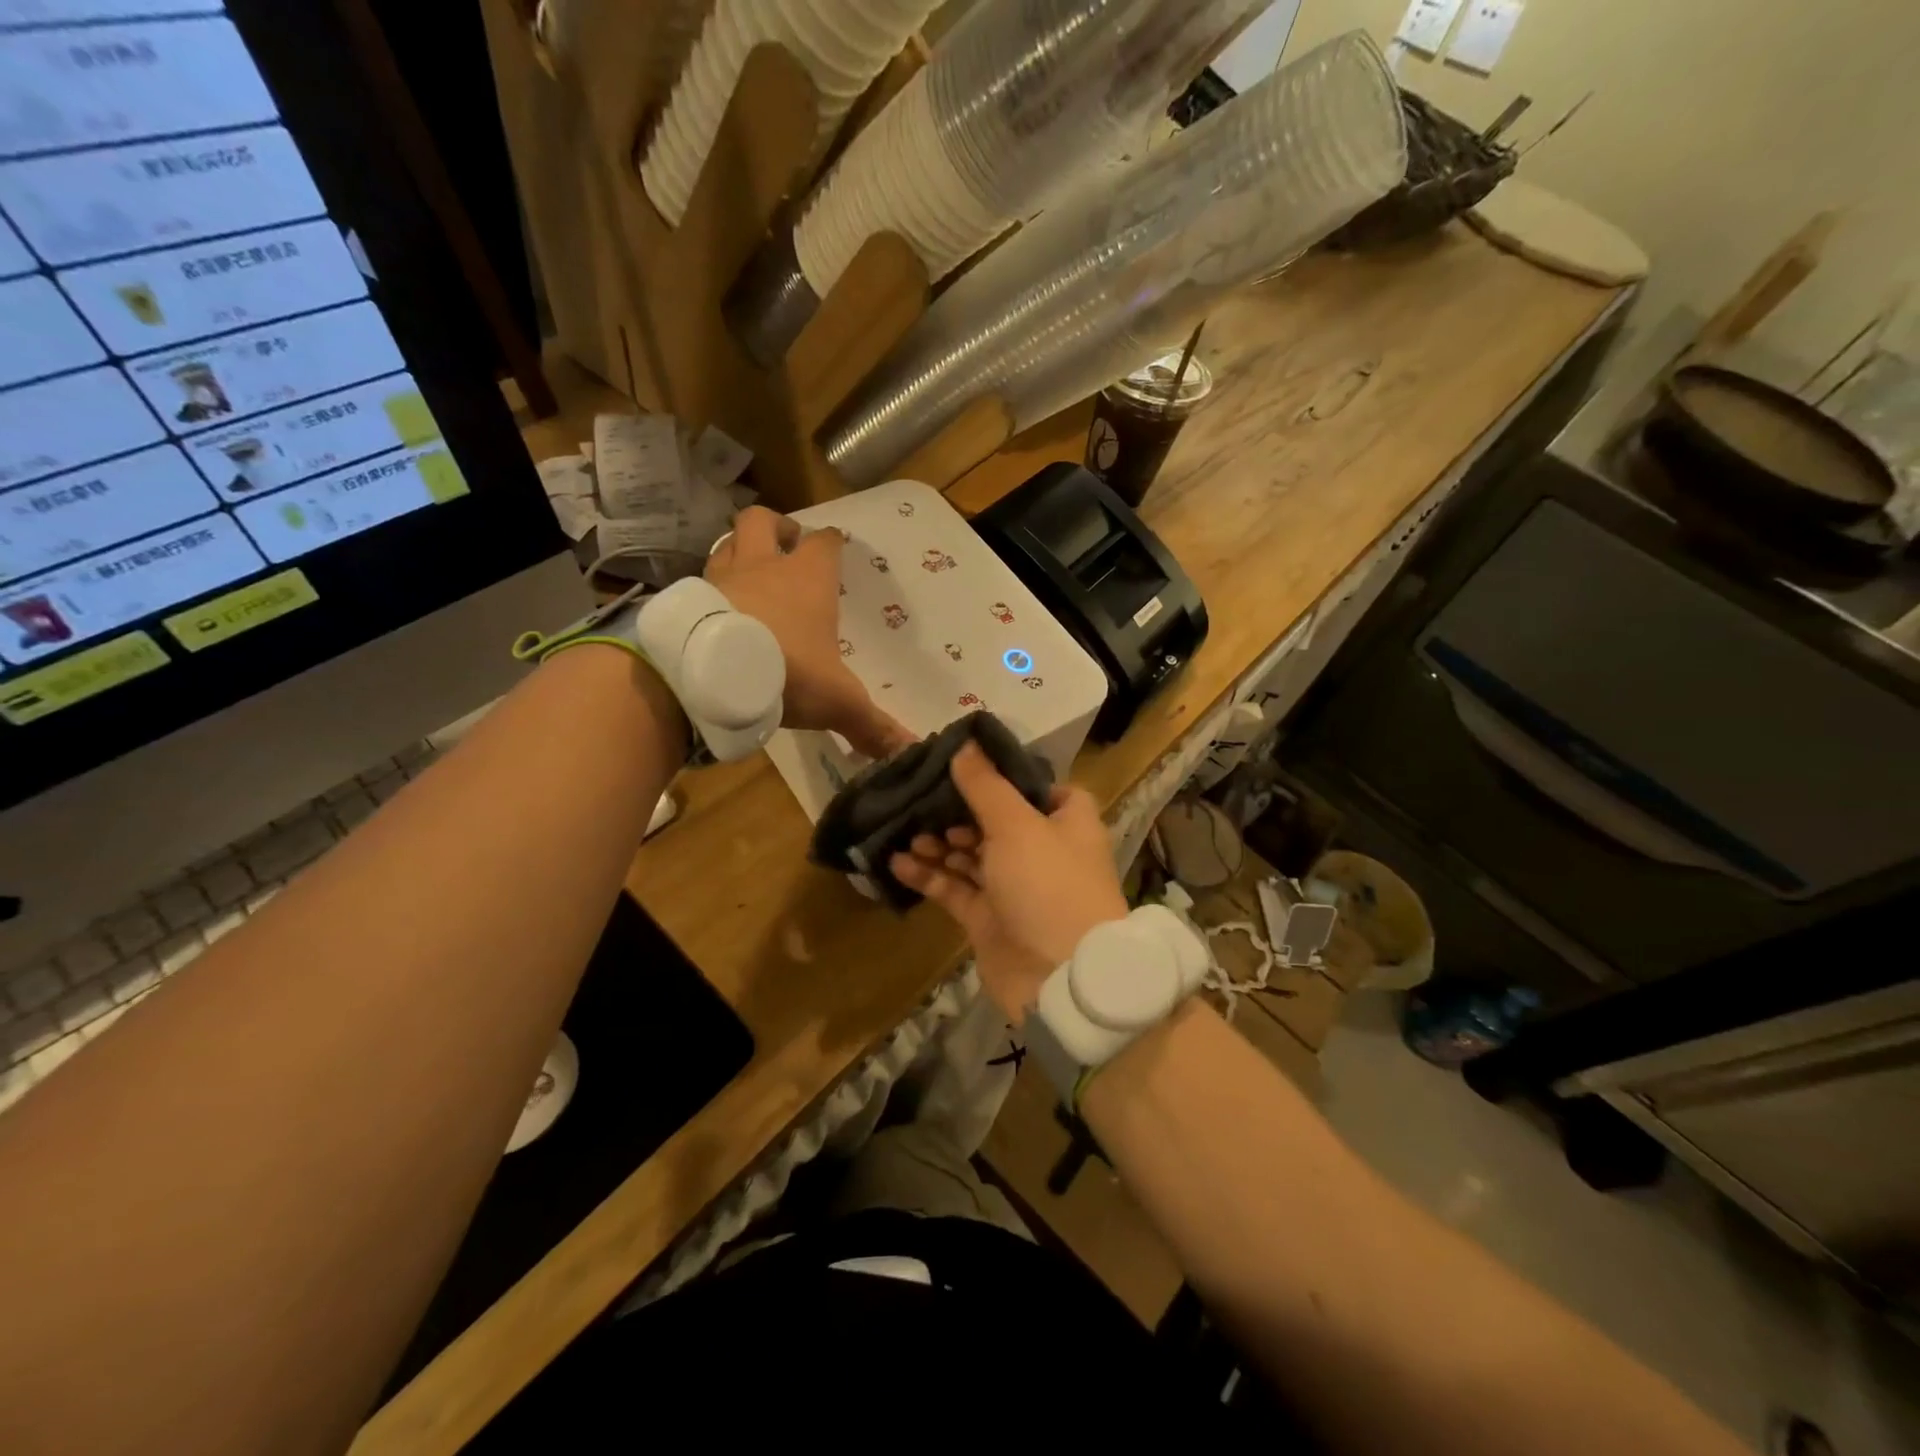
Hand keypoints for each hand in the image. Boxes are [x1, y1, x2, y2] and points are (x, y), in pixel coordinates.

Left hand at [706, 506, 913, 759]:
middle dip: (776, 527)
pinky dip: (710, 587)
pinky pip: (700, 580)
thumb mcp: (838, 701)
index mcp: (807, 579)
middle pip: (762, 521)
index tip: (835, 545)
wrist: (709, 675)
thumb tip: (911, 750)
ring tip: (748, 573)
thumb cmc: (787, 671)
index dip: (830, 541)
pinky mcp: (689, 599)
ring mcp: (720, 578)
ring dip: (739, 552)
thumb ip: (872, 725)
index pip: (823, 542)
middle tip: (786, 545)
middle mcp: (762, 566)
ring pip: (726, 544)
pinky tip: (717, 610)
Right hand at [890, 743, 1128, 1023]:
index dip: (1007, 776)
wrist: (1060, 979)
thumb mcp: (1017, 825)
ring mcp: (1014, 886)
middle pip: (996, 820)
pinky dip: (929, 875)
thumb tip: (964, 744)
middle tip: (921, 797)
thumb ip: (986, 786)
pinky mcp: (988, 918)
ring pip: (971, 855)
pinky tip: (896, 861)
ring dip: (939, 842)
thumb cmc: (1048, 885)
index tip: (967, 763)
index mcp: (1065, 822)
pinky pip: (954, 888)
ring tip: (907, 830)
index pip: (1039, 788)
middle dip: (958, 810)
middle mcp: (1042, 850)